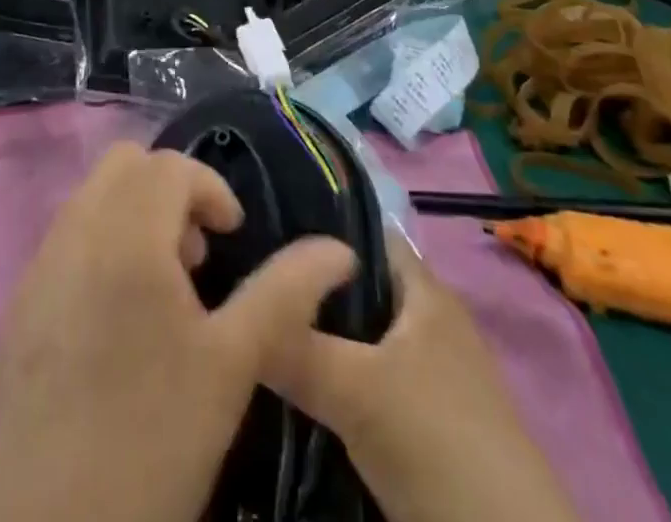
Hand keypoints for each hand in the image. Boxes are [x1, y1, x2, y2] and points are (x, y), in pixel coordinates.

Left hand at [0, 143, 355, 521]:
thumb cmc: (152, 437)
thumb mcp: (232, 365)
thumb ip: (285, 292)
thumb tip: (338, 249)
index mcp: (127, 235)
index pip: (169, 165)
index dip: (210, 189)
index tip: (231, 237)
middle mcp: (76, 231)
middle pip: (125, 164)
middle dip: (169, 190)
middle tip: (196, 254)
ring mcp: (40, 263)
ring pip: (93, 194)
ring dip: (135, 213)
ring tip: (163, 286)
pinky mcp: (21, 299)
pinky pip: (67, 234)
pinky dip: (102, 241)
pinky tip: (119, 314)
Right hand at [264, 235, 579, 521]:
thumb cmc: (437, 442)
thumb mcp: (356, 390)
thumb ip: (294, 346)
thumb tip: (233, 313)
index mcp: (422, 289)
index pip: (361, 232)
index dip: (314, 227)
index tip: (259, 232)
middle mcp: (425, 320)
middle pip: (353, 288)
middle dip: (304, 291)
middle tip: (245, 290)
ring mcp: (426, 375)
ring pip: (355, 340)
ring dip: (313, 341)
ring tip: (254, 334)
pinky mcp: (418, 424)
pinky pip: (361, 382)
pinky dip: (329, 382)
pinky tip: (287, 390)